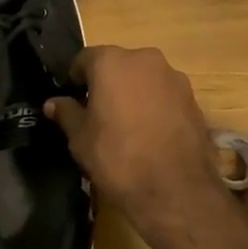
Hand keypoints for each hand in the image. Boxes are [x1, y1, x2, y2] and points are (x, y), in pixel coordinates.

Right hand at [45, 46, 229, 248]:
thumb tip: (53, 103)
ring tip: (129, 126)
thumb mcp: (80, 138)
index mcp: (112, 62)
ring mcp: (174, 77)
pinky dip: (156, 106)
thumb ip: (67, 113)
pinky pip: (165, 95)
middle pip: (118, 65)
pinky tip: (152, 134)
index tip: (74, 99)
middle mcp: (145, 59)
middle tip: (100, 113)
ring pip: (145, 79)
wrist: (175, 189)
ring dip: (134, 93)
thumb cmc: (117, 157)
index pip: (85, 59)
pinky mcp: (193, 99)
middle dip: (108, 83)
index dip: (76, 78)